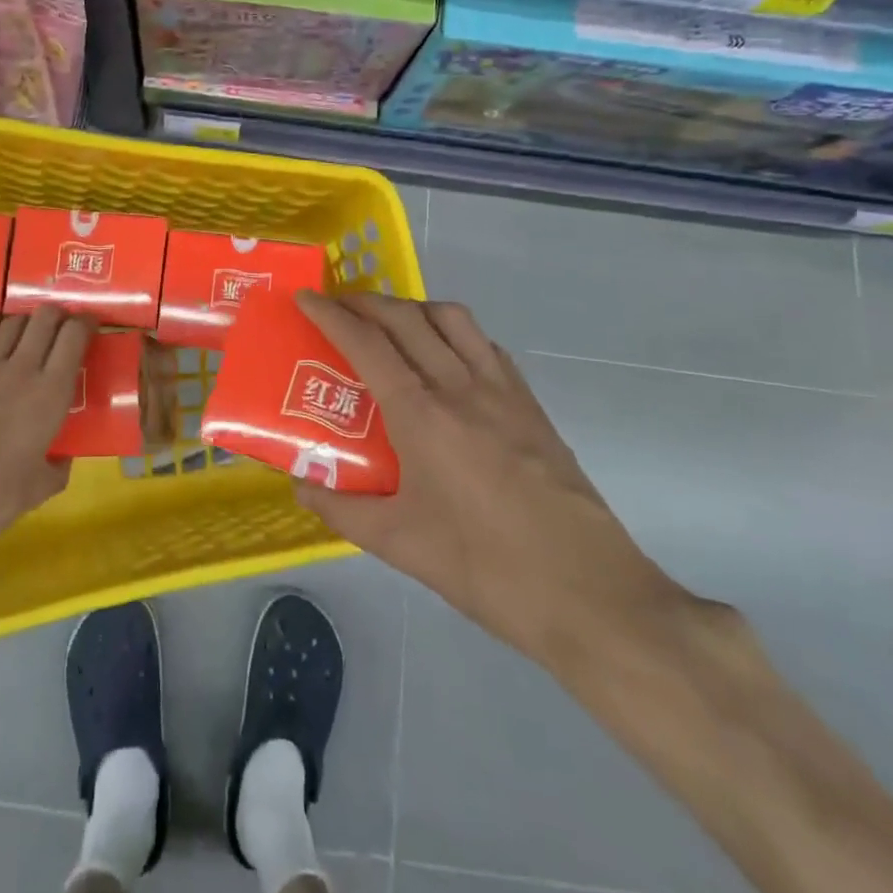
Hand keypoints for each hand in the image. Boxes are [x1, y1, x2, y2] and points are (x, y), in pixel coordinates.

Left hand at [0, 305, 94, 553]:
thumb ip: (57, 467)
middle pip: (44, 319)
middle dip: (57, 315)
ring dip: (25, 324)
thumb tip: (62, 460)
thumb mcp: (41, 488)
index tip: (90, 324)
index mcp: (51, 393)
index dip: (85, 323)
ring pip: (10, 324)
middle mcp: (21, 369)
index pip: (74, 336)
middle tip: (61, 326)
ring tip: (27, 335)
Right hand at [293, 291, 689, 670]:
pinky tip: (447, 361)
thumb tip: (302, 484)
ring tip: (391, 326)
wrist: (590, 594)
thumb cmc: (485, 567)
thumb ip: (342, 509)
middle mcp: (460, 386)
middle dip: (365, 302)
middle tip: (338, 308)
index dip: (330, 314)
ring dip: (412, 308)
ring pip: (452, 318)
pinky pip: (485, 346)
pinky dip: (454, 333)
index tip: (305, 298)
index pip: (366, 343)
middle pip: (406, 317)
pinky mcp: (531, 405)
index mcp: (422, 414)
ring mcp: (503, 391)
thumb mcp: (400, 544)